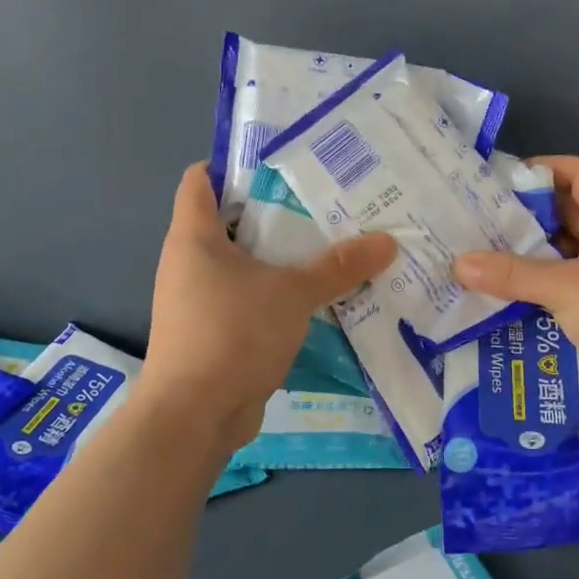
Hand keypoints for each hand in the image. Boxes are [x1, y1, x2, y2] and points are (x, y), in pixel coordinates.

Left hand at [136, 164, 396, 453]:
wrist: (195, 417)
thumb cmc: (232, 335)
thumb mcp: (292, 294)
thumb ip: (338, 266)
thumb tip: (388, 242)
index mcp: (194, 236)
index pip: (203, 178)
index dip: (237, 163)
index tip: (286, 160)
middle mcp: (190, 262)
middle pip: (233, 219)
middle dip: (279, 210)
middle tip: (328, 200)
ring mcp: (201, 300)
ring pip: (246, 263)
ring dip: (284, 257)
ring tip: (334, 243)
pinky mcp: (217, 332)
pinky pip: (252, 298)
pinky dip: (280, 293)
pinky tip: (321, 294)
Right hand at [454, 156, 578, 434]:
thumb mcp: (567, 287)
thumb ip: (512, 274)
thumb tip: (458, 263)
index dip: (543, 169)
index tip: (498, 179)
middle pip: (566, 214)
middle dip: (524, 216)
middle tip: (474, 220)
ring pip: (562, 257)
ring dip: (525, 258)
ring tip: (476, 257)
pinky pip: (562, 292)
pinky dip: (534, 293)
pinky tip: (497, 299)